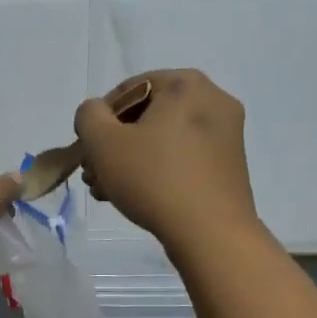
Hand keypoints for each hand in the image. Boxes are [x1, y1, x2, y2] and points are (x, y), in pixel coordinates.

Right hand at [76, 70, 259, 255]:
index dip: (100, 118)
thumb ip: (88, 116)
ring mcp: (226, 133)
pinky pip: (182, 156)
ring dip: (130, 159)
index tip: (88, 148)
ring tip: (107, 189)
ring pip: (162, 138)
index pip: (128, 89)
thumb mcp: (103, 142)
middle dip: (114, 142)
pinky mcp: (228, 164)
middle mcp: (213, 100)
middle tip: (93, 171)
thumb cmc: (154, 178)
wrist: (211, 233)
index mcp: (186, 84)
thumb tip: (97, 114)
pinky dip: (156, 169)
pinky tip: (134, 195)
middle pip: (146, 115)